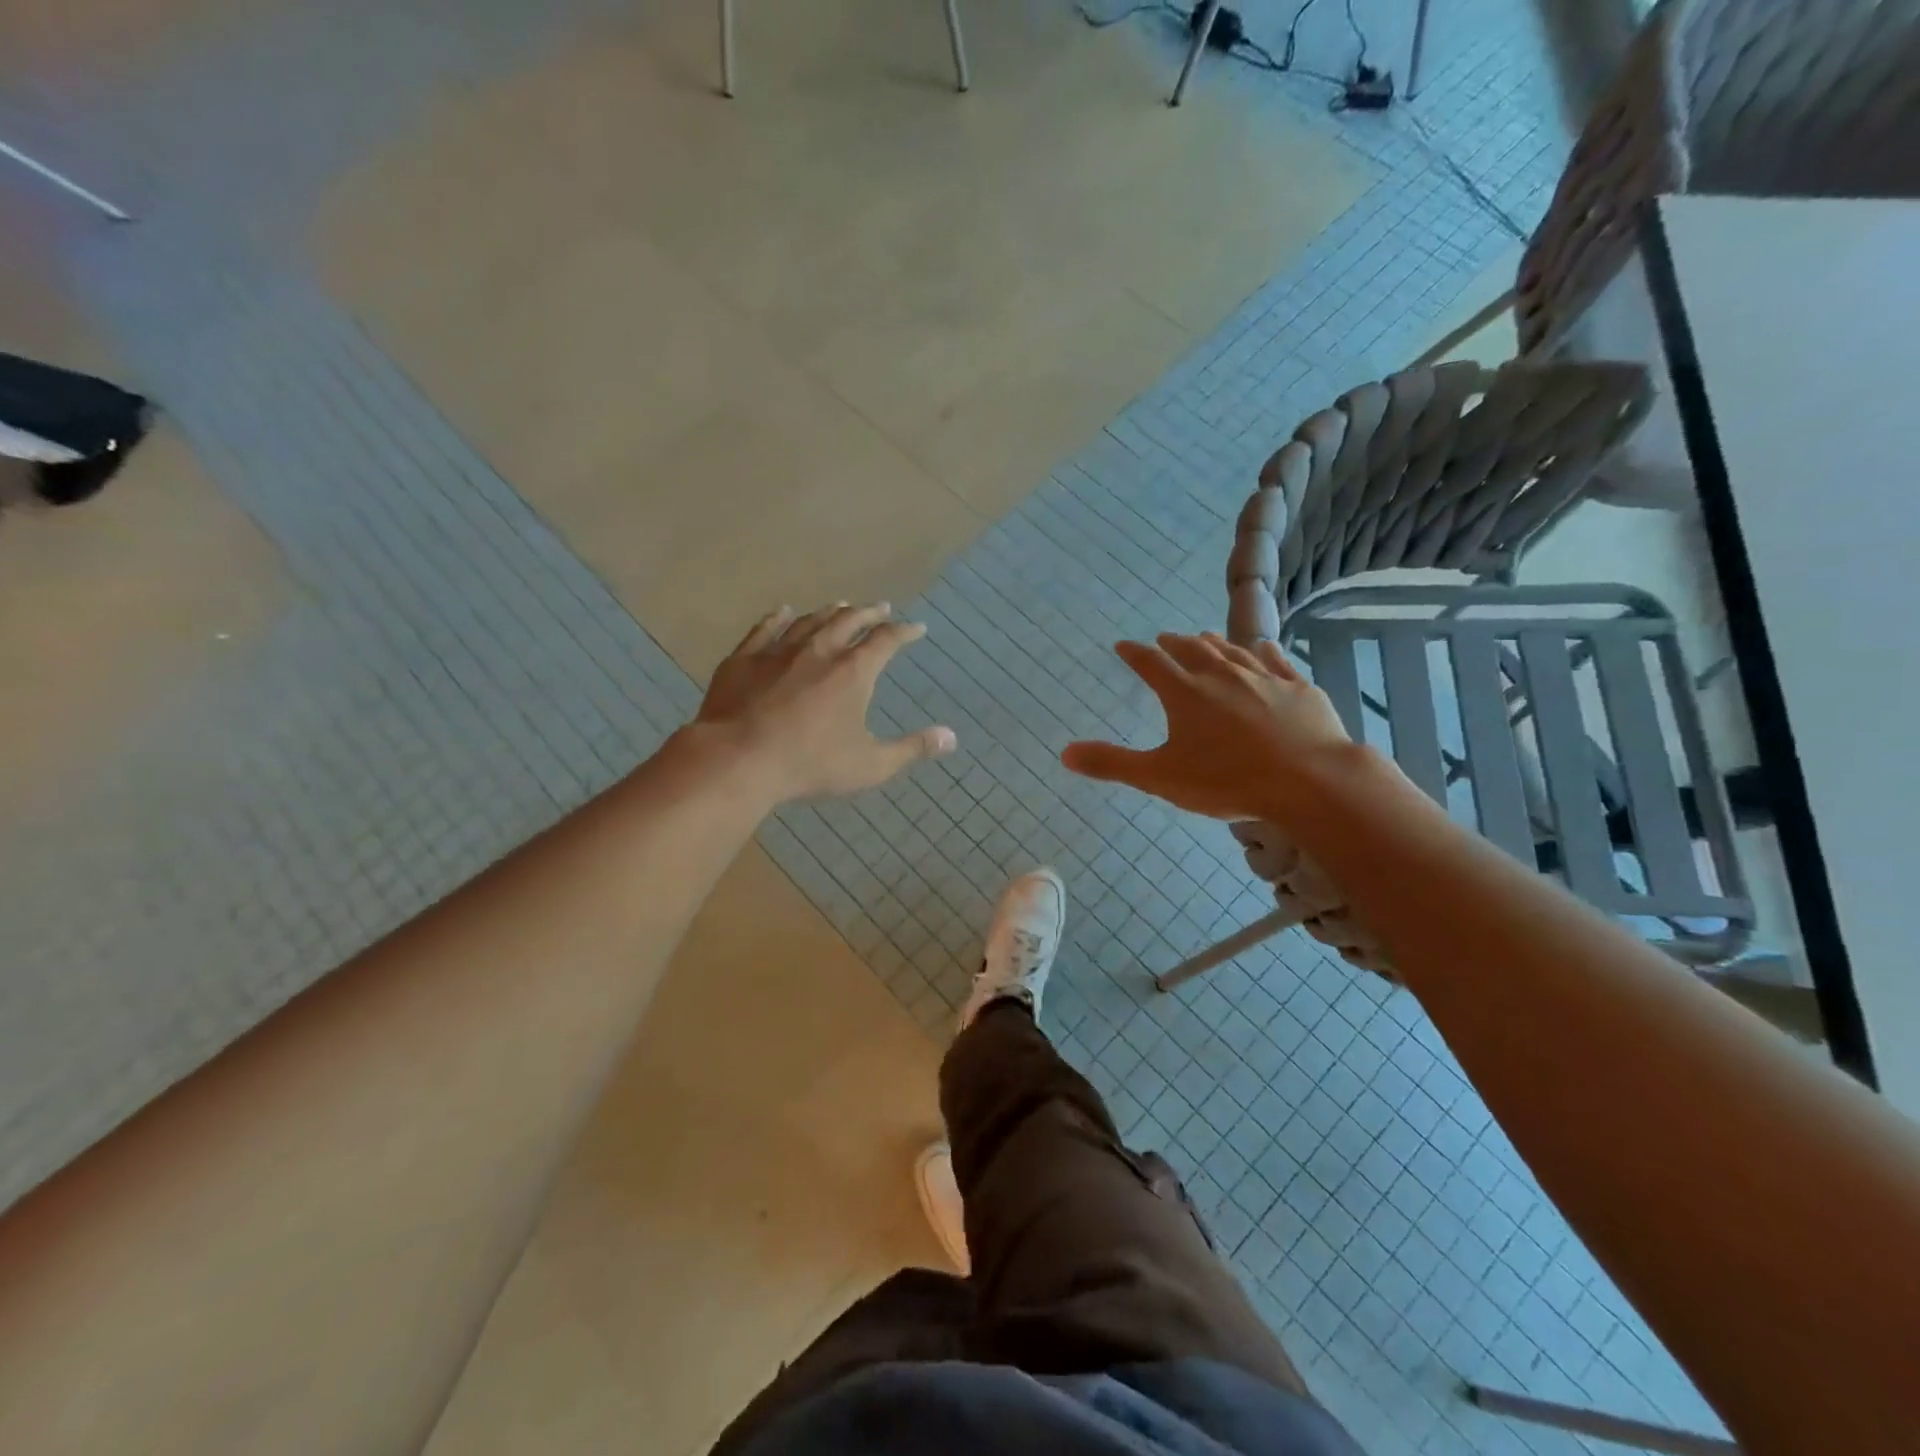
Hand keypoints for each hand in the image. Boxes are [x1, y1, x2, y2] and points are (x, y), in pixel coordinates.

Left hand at [694, 603, 955, 802]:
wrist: (739, 759)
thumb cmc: (810, 764)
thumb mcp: (870, 764)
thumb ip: (912, 749)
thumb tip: (951, 738)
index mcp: (853, 672)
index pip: (886, 641)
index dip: (904, 632)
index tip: (916, 628)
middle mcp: (819, 650)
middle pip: (848, 621)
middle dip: (868, 613)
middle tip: (880, 608)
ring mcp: (779, 651)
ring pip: (810, 621)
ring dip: (830, 611)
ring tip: (840, 606)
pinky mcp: (745, 658)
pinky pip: (765, 629)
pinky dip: (779, 617)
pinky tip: (784, 612)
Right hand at [1061, 633, 1355, 820]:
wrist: (1309, 780)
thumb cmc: (1227, 780)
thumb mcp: (1160, 777)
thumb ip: (1112, 763)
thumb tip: (1064, 754)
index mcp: (1185, 693)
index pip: (1151, 663)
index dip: (1135, 653)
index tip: (1123, 646)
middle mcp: (1221, 675)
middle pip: (1192, 650)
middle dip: (1174, 643)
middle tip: (1164, 637)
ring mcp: (1263, 678)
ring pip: (1233, 651)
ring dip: (1214, 643)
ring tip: (1205, 637)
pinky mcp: (1298, 688)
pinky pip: (1277, 661)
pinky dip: (1264, 652)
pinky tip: (1264, 648)